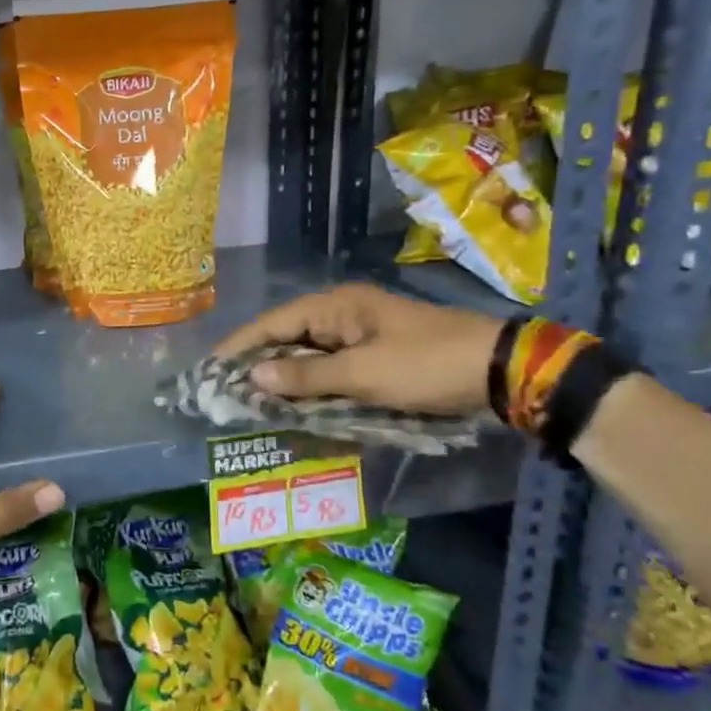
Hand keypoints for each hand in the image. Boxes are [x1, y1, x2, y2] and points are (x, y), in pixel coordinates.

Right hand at [214, 284, 502, 417]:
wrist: (499, 370)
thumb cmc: (425, 365)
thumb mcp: (363, 374)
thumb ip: (306, 376)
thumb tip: (253, 375)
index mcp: (336, 307)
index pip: (273, 323)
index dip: (240, 346)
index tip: (211, 369)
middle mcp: (343, 313)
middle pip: (288, 337)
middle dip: (259, 364)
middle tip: (228, 392)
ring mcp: (361, 332)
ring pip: (309, 354)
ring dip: (285, 376)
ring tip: (254, 401)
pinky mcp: (377, 352)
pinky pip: (332, 366)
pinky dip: (313, 384)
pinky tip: (297, 403)